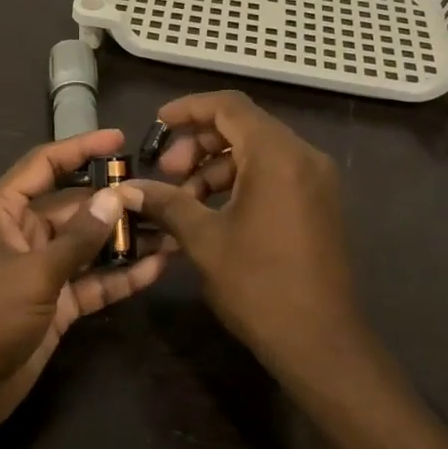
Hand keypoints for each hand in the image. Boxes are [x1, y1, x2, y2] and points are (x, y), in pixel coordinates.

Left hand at [0, 129, 167, 433]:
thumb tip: (116, 196)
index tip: (119, 139)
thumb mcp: (33, 273)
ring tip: (172, 228)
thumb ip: (78, 238)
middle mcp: (21, 233)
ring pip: (88, 245)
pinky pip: (92, 281)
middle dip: (114, 201)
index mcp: (1, 211)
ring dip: (124, 239)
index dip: (80, 148)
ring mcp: (40, 270)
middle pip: (74, 206)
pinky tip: (158, 267)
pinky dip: (121, 276)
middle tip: (163, 194)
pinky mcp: (56, 304)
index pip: (44, 165)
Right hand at [128, 91, 365, 381]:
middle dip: (198, 146)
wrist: (320, 342)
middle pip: (243, 127)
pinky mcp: (320, 205)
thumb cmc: (258, 284)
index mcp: (277, 155)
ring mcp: (317, 181)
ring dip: (216, 169)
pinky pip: (275, 175)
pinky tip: (212, 215)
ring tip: (184, 203)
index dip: (188, 109)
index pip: (229, 106)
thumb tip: (127, 189)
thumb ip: (166, 203)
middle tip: (168, 174)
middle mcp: (304, 157)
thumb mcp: (203, 240)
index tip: (157, 125)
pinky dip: (241, 184)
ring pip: (258, 153)